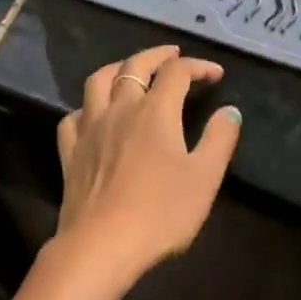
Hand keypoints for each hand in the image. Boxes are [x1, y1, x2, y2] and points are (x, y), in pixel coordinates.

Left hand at [54, 46, 241, 283]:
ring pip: (98, 81)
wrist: (101, 246)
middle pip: (134, 66)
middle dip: (156, 55)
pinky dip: (87, 107)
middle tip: (173, 54)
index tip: (215, 74)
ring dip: (117, 68)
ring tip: (130, 70)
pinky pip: (73, 116)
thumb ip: (219, 140)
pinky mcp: (70, 152)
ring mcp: (90, 128)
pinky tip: (93, 115)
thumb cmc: (160, 213)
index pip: (177, 72)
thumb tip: (230, 110)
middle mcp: (120, 109)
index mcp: (155, 111)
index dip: (198, 66)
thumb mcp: (204, 178)